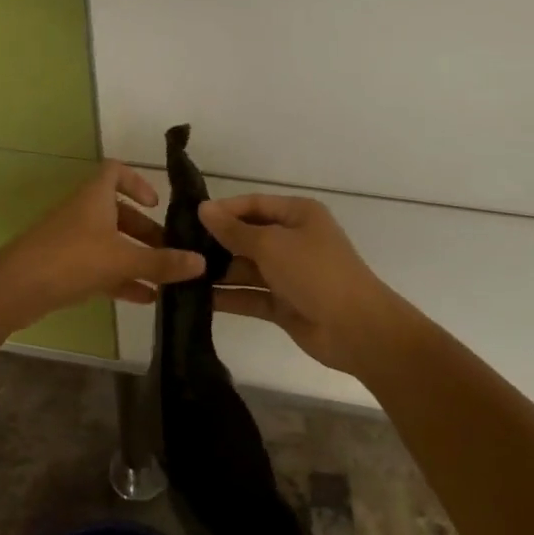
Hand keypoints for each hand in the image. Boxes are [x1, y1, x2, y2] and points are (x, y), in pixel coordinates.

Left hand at [0, 161, 206, 321]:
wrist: (15, 289)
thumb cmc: (71, 259)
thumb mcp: (122, 259)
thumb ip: (162, 262)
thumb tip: (201, 262)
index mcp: (95, 197)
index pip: (116, 171)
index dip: (138, 182)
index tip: (157, 205)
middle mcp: (84, 212)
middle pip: (119, 213)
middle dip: (147, 232)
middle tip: (172, 252)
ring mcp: (72, 240)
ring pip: (111, 243)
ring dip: (137, 258)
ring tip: (166, 280)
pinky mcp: (64, 267)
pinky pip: (100, 268)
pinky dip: (122, 279)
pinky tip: (146, 299)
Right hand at [199, 194, 415, 374]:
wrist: (357, 329)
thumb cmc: (316, 273)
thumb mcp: (272, 244)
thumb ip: (234, 230)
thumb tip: (203, 209)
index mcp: (298, 215)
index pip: (253, 205)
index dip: (223, 210)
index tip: (188, 218)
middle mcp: (293, 240)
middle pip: (247, 236)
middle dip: (216, 243)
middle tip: (177, 248)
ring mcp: (288, 273)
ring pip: (246, 267)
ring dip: (218, 272)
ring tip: (180, 274)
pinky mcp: (283, 303)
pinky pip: (249, 295)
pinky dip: (227, 297)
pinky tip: (195, 299)